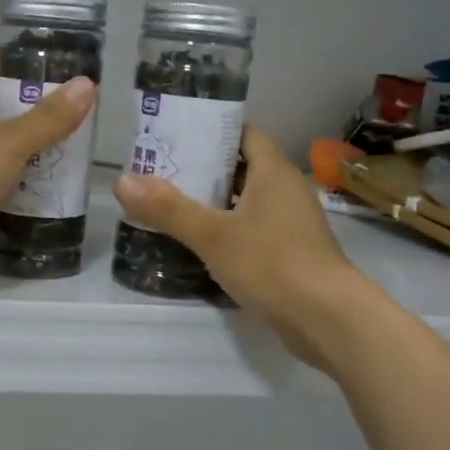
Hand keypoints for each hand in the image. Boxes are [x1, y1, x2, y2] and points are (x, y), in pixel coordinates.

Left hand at [0, 47, 95, 290]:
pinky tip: (51, 184)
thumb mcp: (9, 142)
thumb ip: (48, 118)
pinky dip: (21, 179)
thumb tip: (87, 85)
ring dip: (29, 144)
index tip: (47, 62)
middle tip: (70, 107)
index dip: (9, 59)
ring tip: (70, 144)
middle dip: (29, 105)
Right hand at [112, 127, 365, 368]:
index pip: (244, 134)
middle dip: (204, 169)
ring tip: (171, 206)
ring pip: (248, 202)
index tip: (176, 134)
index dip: (212, 130)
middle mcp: (287, 190)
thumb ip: (168, 208)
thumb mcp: (213, 235)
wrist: (328, 320)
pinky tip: (201, 245)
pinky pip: (254, 231)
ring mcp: (292, 224)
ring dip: (215, 203)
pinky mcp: (292, 254)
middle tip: (161, 172)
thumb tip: (121, 180)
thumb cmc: (273, 264)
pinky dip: (229, 231)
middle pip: (242, 168)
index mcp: (274, 171)